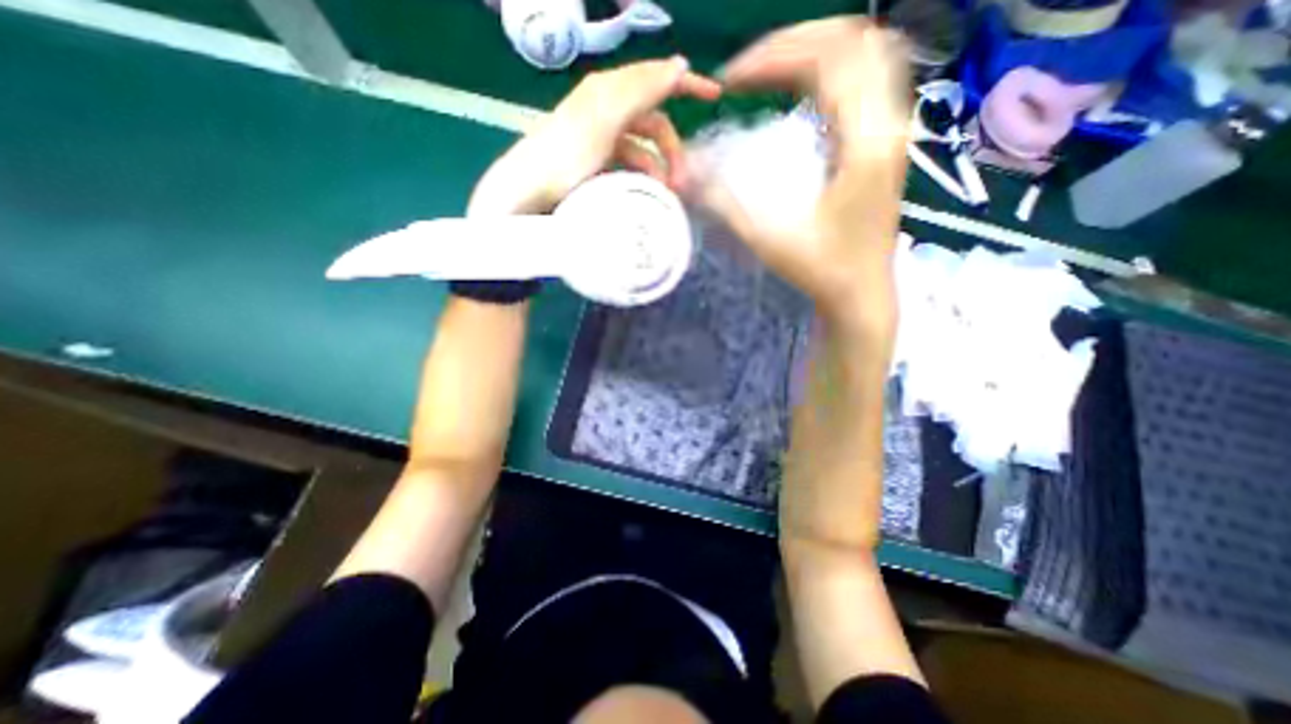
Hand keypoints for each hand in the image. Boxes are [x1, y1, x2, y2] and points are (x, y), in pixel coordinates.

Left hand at [471, 56, 720, 214]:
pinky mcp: (599, 161)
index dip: (686, 84)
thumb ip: (640, 90)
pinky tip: (648, 191)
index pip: (656, 79)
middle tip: (683, 181)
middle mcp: (608, 109)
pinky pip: (630, 164)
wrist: (530, 191)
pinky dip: (643, 176)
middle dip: (673, 149)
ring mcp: (603, 137)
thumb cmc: (566, 155)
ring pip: (644, 148)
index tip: (715, 96)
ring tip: (667, 193)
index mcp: (610, 91)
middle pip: (654, 122)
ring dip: (660, 168)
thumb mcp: (605, 119)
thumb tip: (679, 65)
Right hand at [697, 18, 905, 330]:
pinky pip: (865, 80)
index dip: (773, 57)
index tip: (731, 81)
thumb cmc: (822, 270)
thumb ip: (727, 201)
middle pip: (854, 39)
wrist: (861, 293)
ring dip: (813, 50)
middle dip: (792, 42)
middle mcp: (889, 123)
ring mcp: (893, 129)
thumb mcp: (770, 238)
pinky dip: (829, 71)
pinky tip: (799, 92)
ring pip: (866, 53)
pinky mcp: (885, 141)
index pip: (828, 60)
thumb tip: (687, 174)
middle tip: (748, 69)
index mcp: (865, 142)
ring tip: (769, 70)